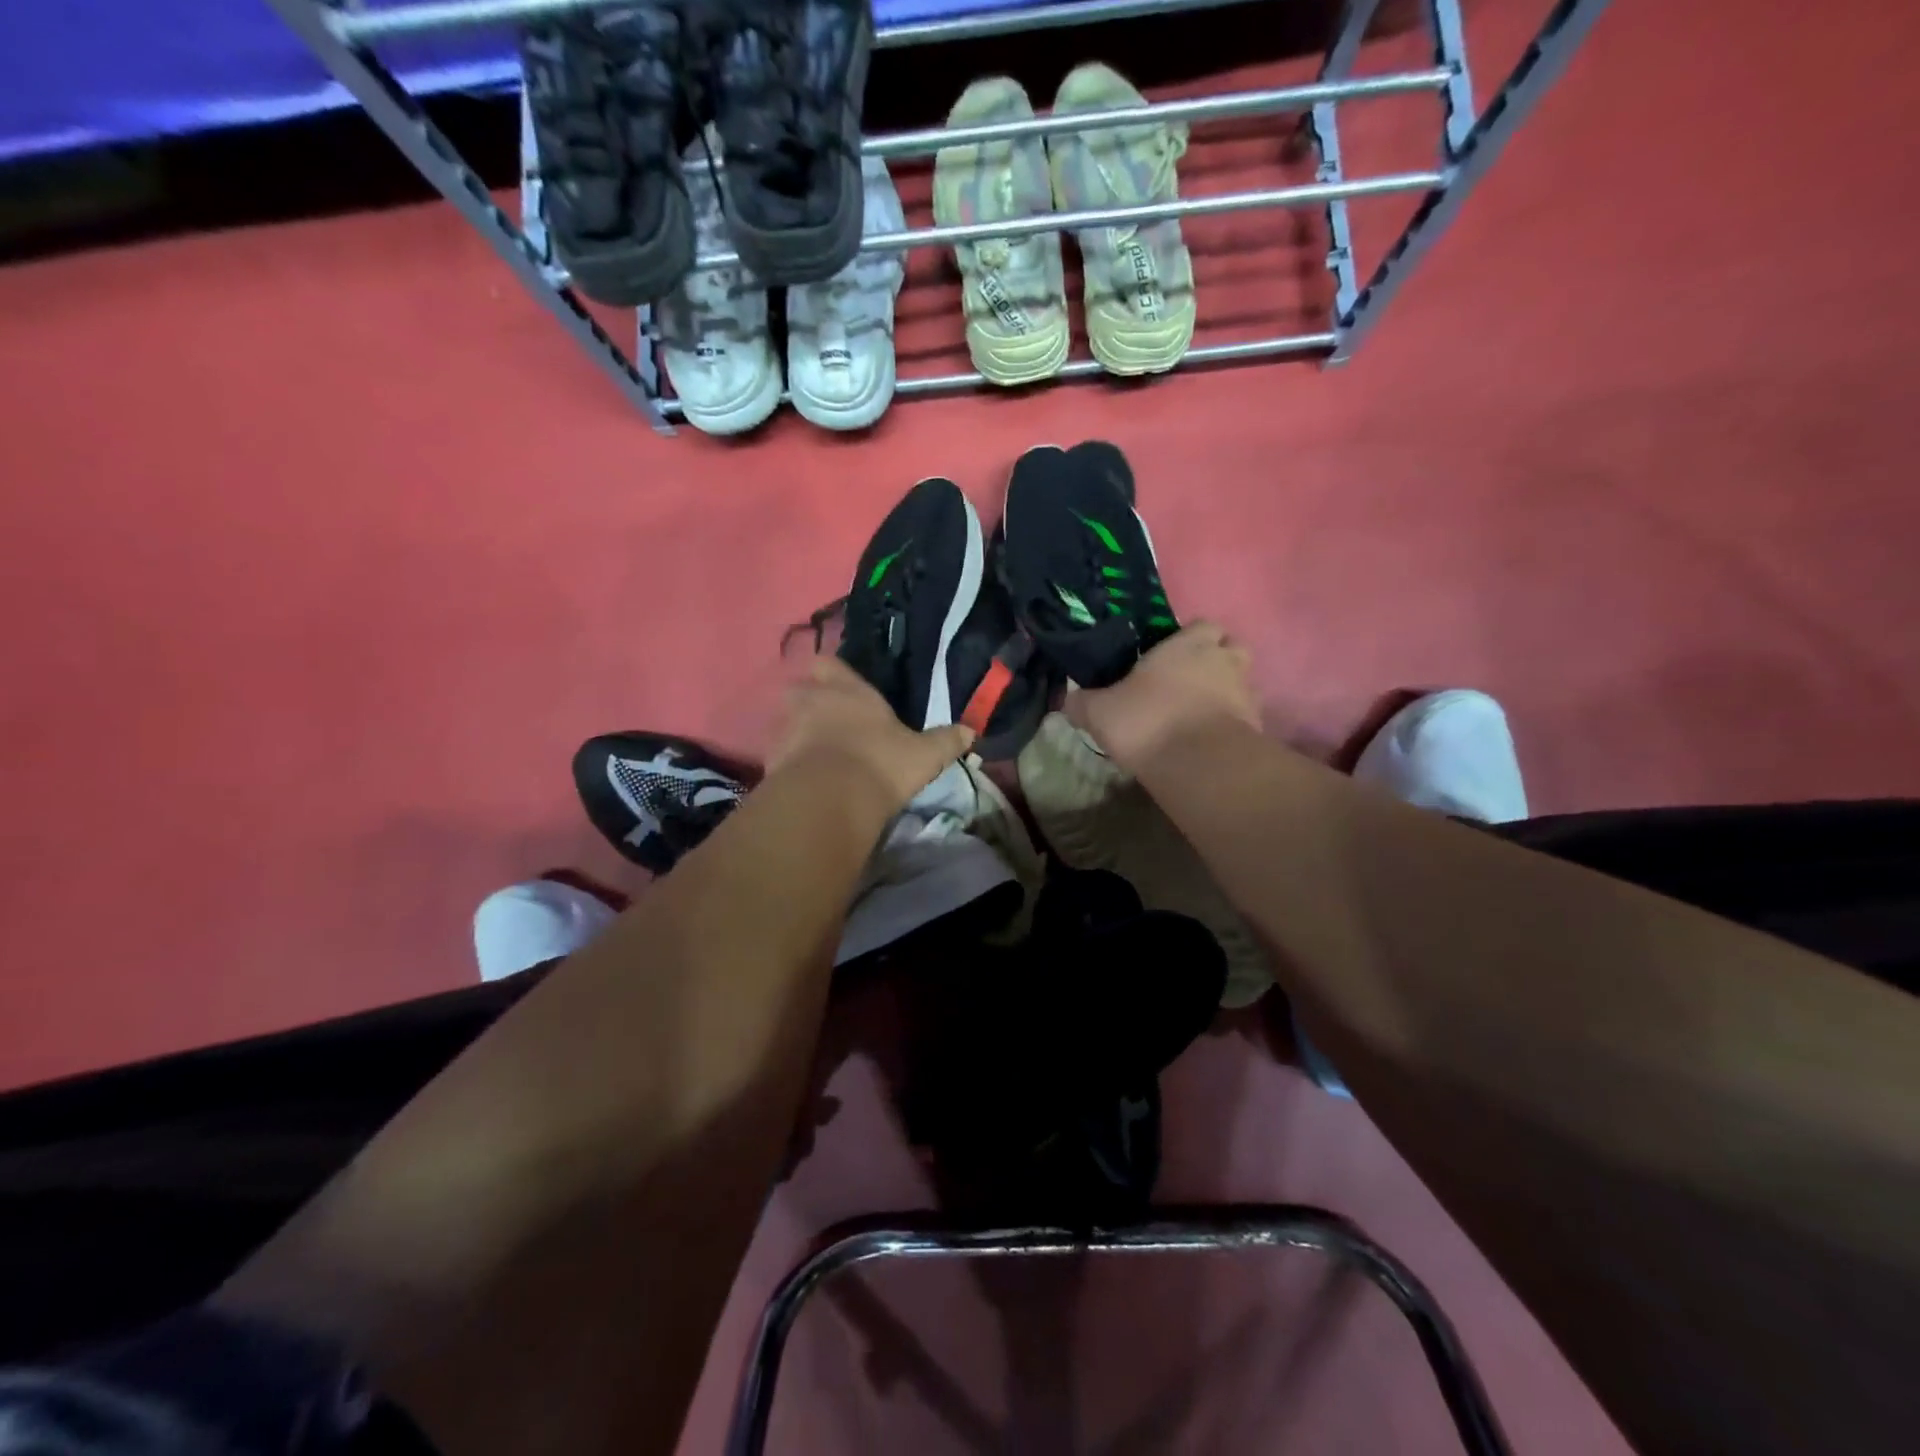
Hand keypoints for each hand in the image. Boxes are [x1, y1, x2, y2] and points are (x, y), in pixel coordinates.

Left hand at [769, 656, 975, 810]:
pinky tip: (804, 778)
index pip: (830, 663)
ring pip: (784, 720)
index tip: (841, 684)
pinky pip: (777, 753)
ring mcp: (785, 729)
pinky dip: (788, 761)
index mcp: (848, 690)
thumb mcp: (924, 755)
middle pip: (799, 688)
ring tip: (815, 753)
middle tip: (827, 720)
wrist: (828, 799)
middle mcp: (812, 700)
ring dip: (796, 731)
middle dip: (809, 699)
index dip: (834, 672)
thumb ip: (945, 741)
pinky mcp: (770, 760)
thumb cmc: (881, 763)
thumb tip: (970, 731)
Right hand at [1065, 621, 1259, 772]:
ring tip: (1201, 711)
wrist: (1199, 764)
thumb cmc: (1147, 721)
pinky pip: (1246, 715)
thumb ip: (1082, 702)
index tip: (1170, 655)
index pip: (1202, 624)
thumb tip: (1068, 698)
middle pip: (1233, 647)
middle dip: (1217, 659)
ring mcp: (1246, 692)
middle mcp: (1223, 660)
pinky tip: (1211, 738)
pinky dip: (1233, 722)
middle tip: (1190, 680)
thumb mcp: (1100, 712)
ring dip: (1228, 691)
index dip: (1190, 637)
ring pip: (1243, 681)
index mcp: (1187, 645)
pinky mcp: (1257, 726)